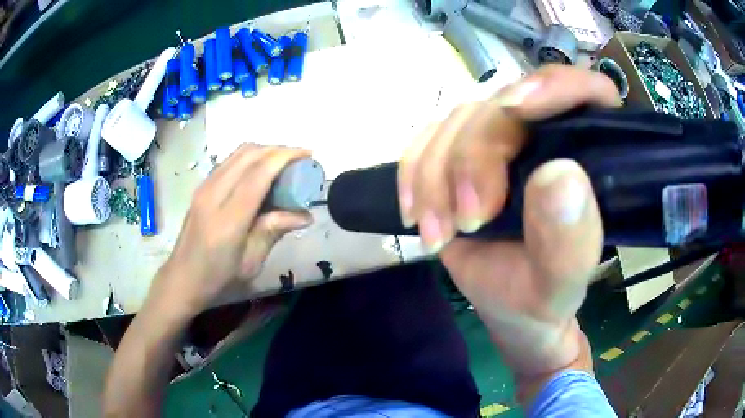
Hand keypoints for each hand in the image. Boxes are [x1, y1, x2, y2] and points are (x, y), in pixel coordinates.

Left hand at [150, 144, 313, 316]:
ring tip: (283, 163)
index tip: (308, 154)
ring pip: (237, 153)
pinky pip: (229, 161)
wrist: (183, 278)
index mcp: (228, 219)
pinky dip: (250, 158)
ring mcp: (204, 187)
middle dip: (278, 149)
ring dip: (264, 151)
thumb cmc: (218, 277)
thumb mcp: (251, 262)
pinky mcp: (202, 186)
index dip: (285, 157)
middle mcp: (213, 194)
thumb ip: (275, 231)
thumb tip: (306, 215)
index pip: (259, 174)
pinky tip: (261, 172)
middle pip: (248, 154)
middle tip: (299, 160)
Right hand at [398, 66, 620, 375]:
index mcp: (589, 154)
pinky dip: (413, 175)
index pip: (587, 91)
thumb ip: (569, 240)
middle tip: (467, 220)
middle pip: (505, 104)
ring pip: (458, 121)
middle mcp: (547, 132)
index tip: (517, 110)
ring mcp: (499, 137)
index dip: (557, 86)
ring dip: (437, 175)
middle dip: (476, 157)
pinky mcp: (459, 151)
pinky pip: (425, 140)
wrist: (507, 305)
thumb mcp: (561, 282)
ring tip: (439, 233)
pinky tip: (417, 214)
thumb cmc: (542, 295)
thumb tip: (558, 176)